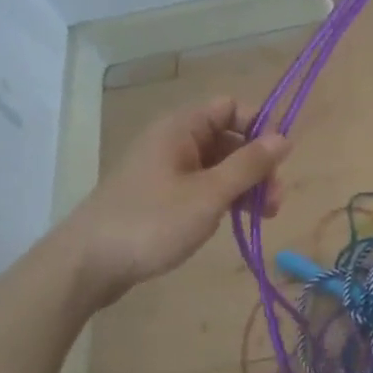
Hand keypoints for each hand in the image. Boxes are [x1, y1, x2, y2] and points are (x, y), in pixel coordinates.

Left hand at [67, 97, 290, 298]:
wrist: (87, 264)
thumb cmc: (152, 222)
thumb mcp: (209, 194)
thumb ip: (249, 165)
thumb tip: (285, 138)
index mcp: (181, 129)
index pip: (230, 107)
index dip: (259, 127)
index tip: (279, 159)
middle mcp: (173, 142)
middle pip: (228, 138)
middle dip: (256, 164)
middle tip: (275, 200)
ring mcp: (166, 170)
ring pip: (218, 166)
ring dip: (245, 185)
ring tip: (265, 216)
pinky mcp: (161, 197)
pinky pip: (203, 186)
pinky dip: (224, 198)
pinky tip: (238, 220)